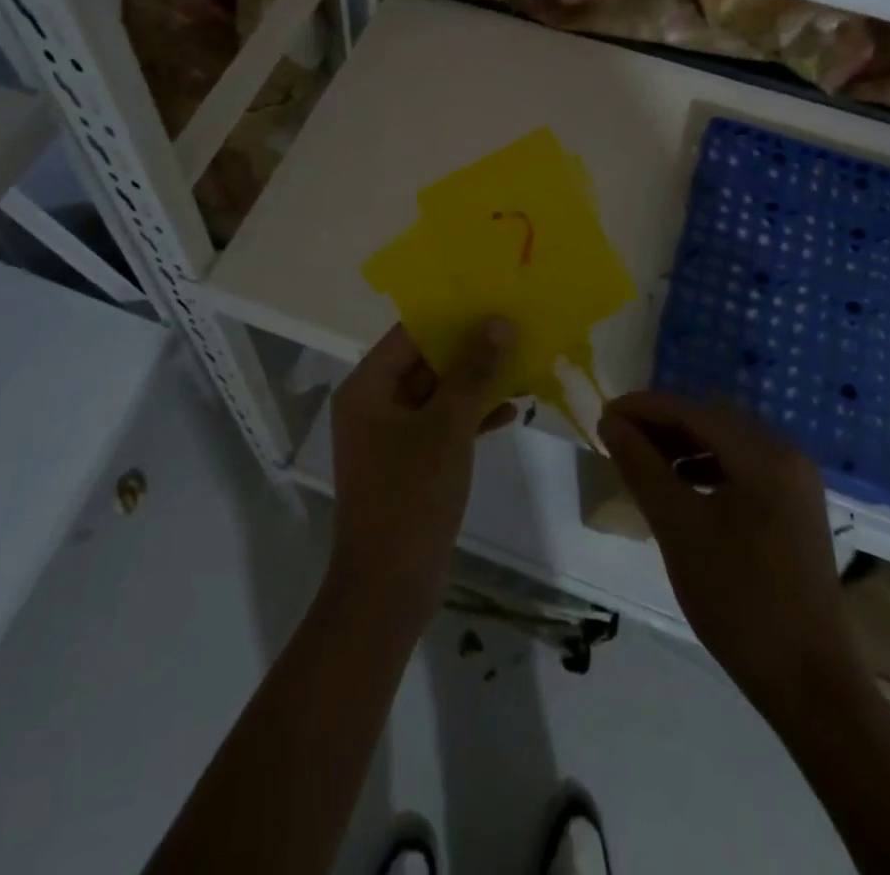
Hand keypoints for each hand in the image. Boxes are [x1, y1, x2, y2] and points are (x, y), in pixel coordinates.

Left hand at [327, 320, 516, 621]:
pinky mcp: (410, 462)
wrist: (389, 588)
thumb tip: (498, 322)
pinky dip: (471, 416)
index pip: (410, 334)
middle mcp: (374, 404)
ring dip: (476, 383)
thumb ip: (472, 372)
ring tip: (522, 364)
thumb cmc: (411, 496)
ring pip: (438, 394)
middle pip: (425, 361)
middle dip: (470, 350)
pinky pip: (442, 425)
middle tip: (515, 330)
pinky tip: (511, 411)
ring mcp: (391, 436)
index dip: (452, 317)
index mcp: (367, 387)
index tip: (492, 302)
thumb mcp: (447, 428)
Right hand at [598, 391, 863, 722]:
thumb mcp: (678, 528)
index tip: (602, 415)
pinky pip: (742, 469)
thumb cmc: (739, 600)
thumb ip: (641, 466)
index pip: (691, 411)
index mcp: (763, 454)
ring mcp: (795, 483)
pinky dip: (706, 469)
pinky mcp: (795, 510)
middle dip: (662, 425)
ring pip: (726, 444)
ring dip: (682, 447)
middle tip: (619, 440)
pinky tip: (682, 490)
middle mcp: (786, 456)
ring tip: (643, 465)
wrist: (812, 685)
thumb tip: (611, 421)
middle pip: (711, 421)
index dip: (643, 408)